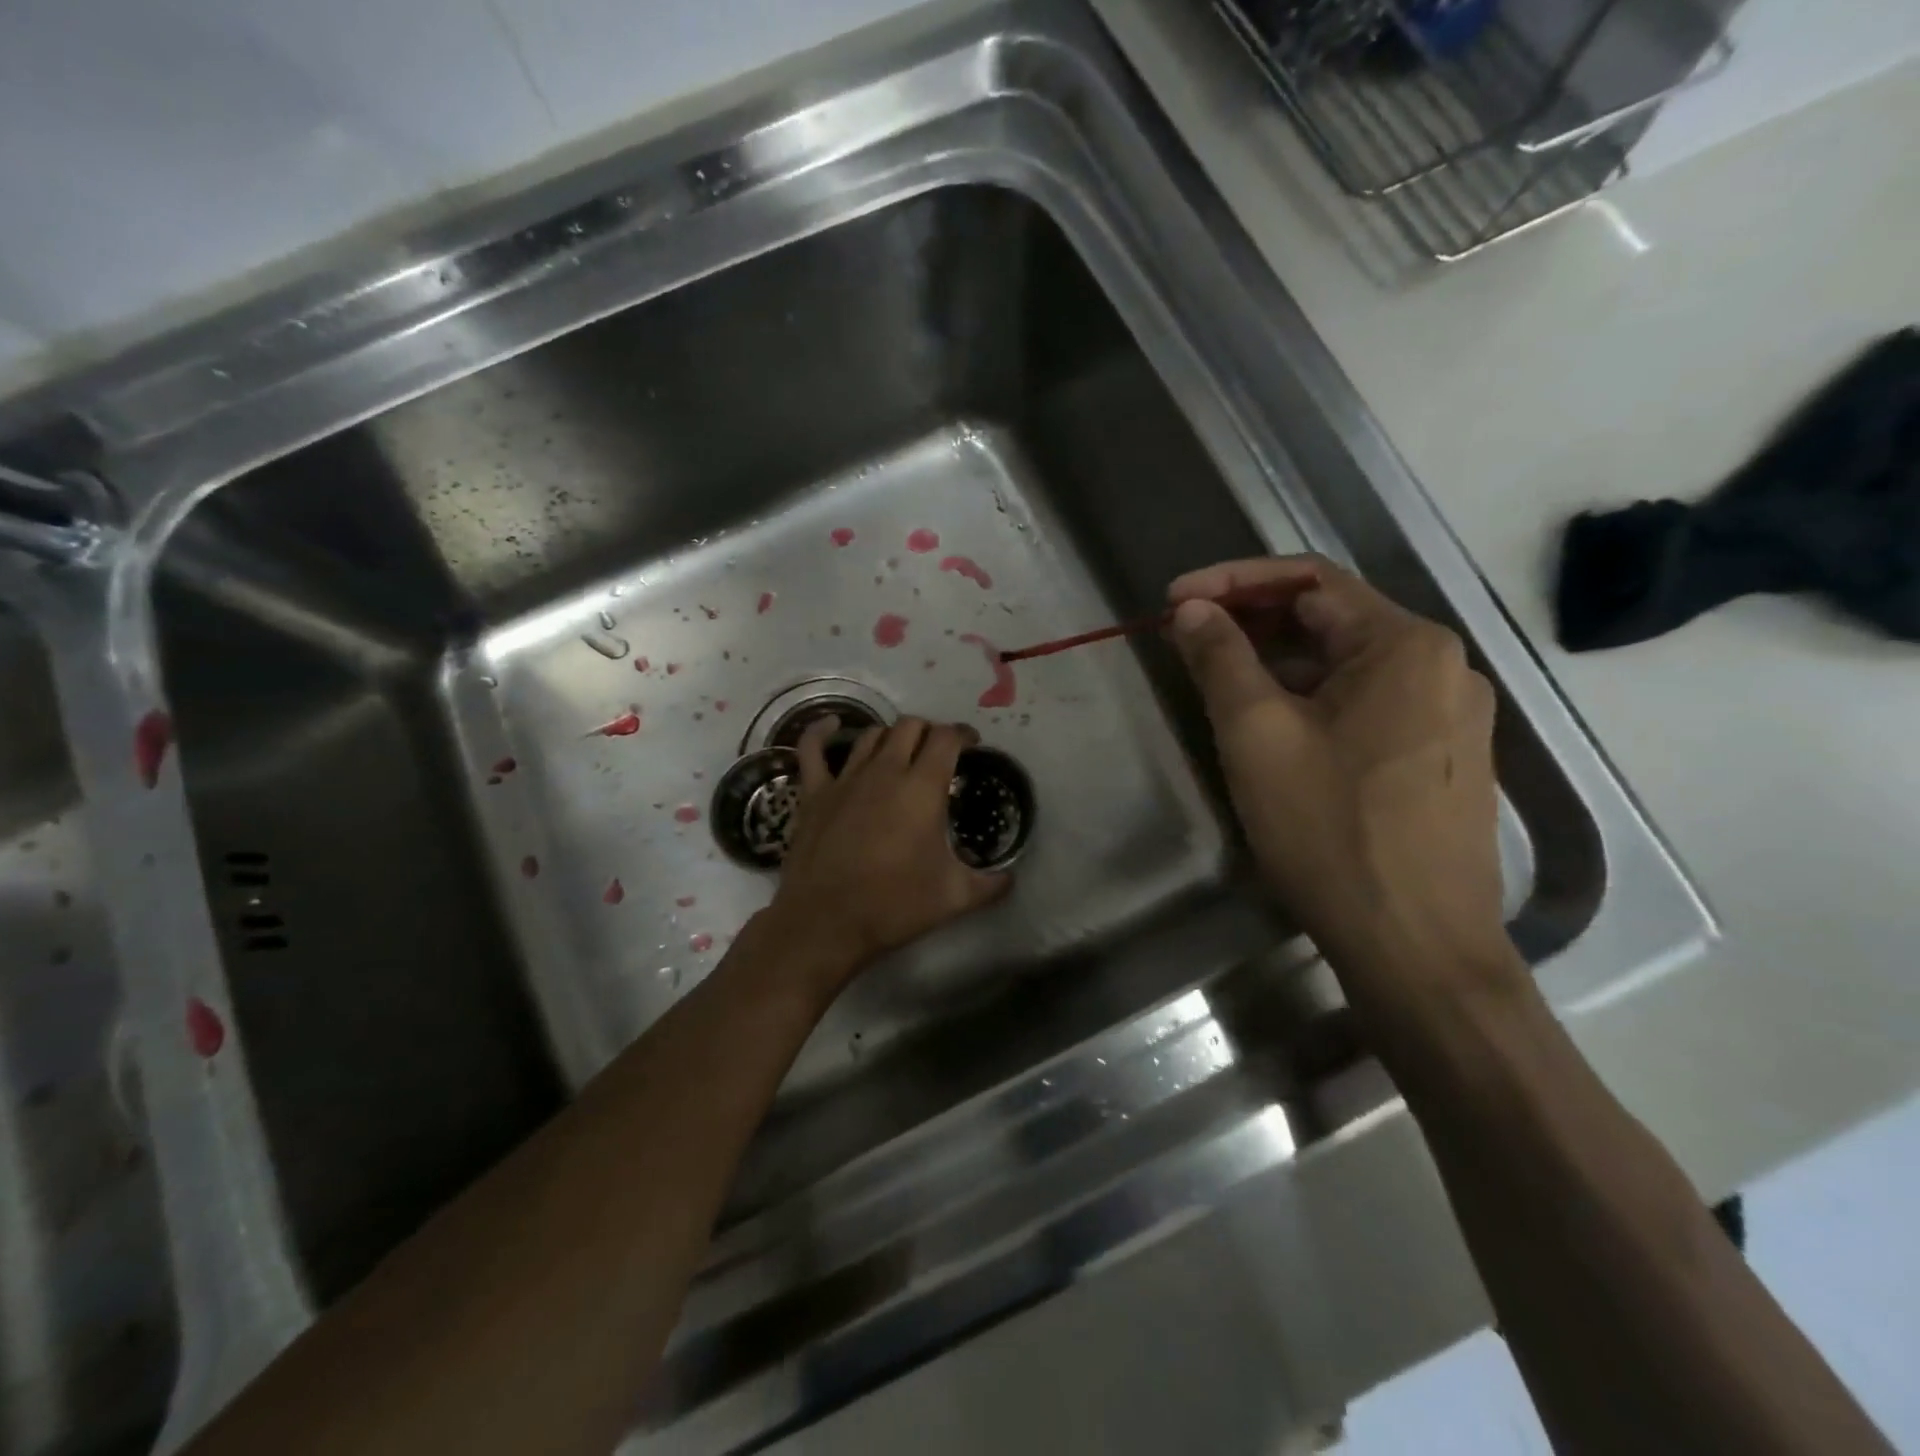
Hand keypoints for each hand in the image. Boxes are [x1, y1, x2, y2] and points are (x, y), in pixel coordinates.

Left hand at [764, 716, 1012, 988]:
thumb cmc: (894, 905)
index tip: (972, 744)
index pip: (947, 738)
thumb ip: (991, 884)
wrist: (826, 921)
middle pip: (910, 726)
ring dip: (891, 736)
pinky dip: (821, 731)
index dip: (963, 734)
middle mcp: (885, 770)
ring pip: (872, 734)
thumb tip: (1012, 878)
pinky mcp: (814, 792)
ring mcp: (845, 778)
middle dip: (929, 731)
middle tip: (938, 752)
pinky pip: (812, 749)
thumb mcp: (955, 897)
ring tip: (901, 751)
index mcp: (922, 787)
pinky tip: (830, 724)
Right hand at [1168, 556, 1510, 993]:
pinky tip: (1273, 727)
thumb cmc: (1330, 829)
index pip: (1308, 579)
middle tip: (1187, 639)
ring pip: (1347, 665)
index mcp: (1404, 644)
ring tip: (1218, 682)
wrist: (1416, 946)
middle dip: (1253, 621)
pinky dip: (1312, 699)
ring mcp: (1449, 715)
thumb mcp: (1257, 734)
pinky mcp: (1443, 758)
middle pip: (1331, 619)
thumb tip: (1193, 610)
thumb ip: (1220, 658)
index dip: (1232, 581)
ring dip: (1279, 663)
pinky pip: (1367, 704)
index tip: (1173, 601)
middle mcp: (1441, 666)